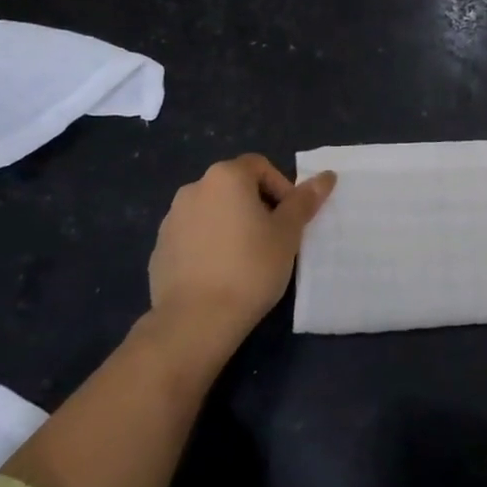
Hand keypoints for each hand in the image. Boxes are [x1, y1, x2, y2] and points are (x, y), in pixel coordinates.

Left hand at [148, 154, 335, 354]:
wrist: (195, 320)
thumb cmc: (250, 268)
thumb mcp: (288, 234)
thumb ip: (304, 201)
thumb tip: (327, 176)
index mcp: (225, 177)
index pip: (260, 166)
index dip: (281, 188)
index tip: (290, 219)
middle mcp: (194, 188)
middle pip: (234, 186)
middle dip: (256, 206)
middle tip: (274, 238)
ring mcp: (172, 219)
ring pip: (212, 211)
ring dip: (231, 224)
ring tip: (247, 258)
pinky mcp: (159, 248)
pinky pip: (193, 236)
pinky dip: (209, 245)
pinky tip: (221, 274)